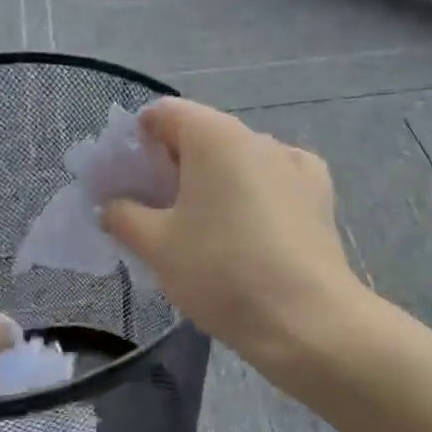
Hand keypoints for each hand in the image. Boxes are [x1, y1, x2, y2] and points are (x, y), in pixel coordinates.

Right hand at [100, 99, 362, 365]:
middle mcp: (256, 136)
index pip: (163, 113)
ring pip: (239, 157)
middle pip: (202, 134)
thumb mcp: (157, 246)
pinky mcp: (319, 191)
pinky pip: (274, 178)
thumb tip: (112, 205)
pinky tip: (251, 225)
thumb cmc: (221, 272)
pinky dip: (255, 191)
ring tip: (203, 225)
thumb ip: (123, 215)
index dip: (138, 140)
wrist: (306, 318)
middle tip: (156, 209)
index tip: (128, 180)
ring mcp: (294, 161)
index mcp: (213, 135)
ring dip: (215, 178)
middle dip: (174, 163)